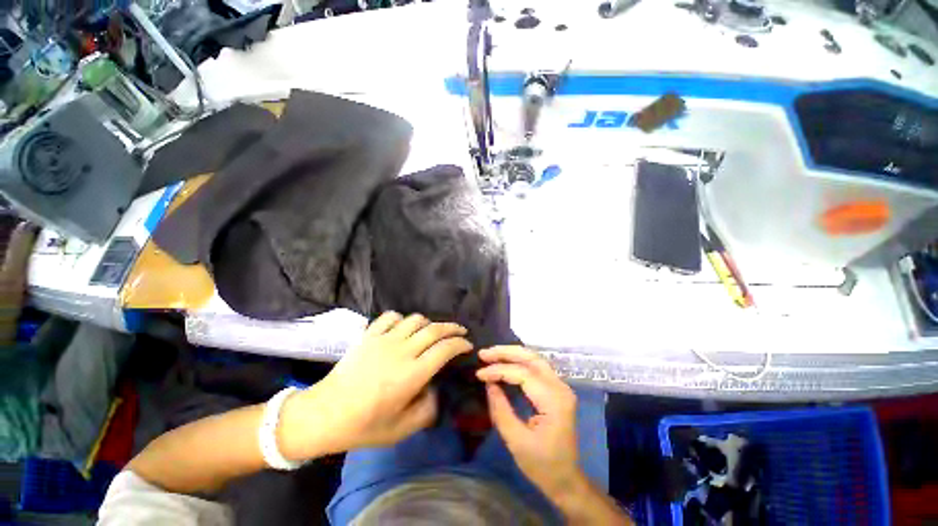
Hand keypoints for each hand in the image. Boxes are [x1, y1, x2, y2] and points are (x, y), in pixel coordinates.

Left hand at [288, 312, 472, 455]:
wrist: (324, 414)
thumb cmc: (364, 425)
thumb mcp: (402, 429)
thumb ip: (428, 409)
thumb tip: (434, 388)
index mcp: (412, 374)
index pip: (445, 349)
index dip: (460, 344)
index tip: (467, 345)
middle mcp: (402, 351)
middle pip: (434, 329)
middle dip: (452, 328)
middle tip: (460, 331)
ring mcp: (384, 340)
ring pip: (415, 319)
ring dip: (428, 323)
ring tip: (431, 332)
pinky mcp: (369, 335)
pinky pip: (390, 317)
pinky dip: (402, 319)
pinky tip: (402, 328)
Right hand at [476, 346, 582, 497]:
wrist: (566, 480)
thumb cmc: (542, 465)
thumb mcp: (516, 441)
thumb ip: (500, 409)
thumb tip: (489, 383)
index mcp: (554, 401)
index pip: (524, 374)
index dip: (499, 370)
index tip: (479, 374)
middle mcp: (561, 388)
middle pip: (532, 358)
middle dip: (506, 353)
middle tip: (484, 353)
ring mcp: (561, 387)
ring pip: (535, 359)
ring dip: (512, 354)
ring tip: (491, 355)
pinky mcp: (557, 389)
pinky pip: (536, 368)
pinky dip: (519, 362)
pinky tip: (505, 362)